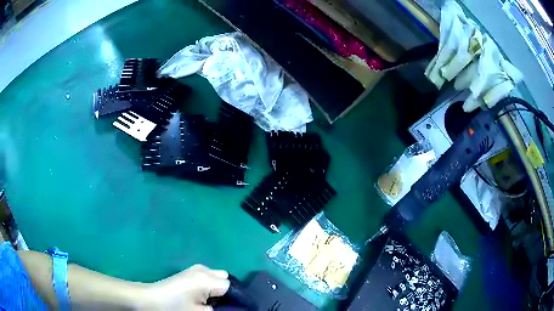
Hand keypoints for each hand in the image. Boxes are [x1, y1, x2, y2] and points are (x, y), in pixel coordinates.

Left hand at [141, 264, 229, 310]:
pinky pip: (209, 276)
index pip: (232, 286)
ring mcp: (196, 268)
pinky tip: (204, 296)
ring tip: (213, 302)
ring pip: (218, 276)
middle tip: (223, 306)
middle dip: (229, 292)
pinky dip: (212, 285)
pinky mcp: (190, 271)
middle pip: (226, 279)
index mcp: (206, 279)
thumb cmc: (175, 308)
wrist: (150, 299)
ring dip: (220, 289)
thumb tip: (234, 308)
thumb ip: (221, 309)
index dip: (236, 298)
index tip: (236, 308)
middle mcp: (203, 269)